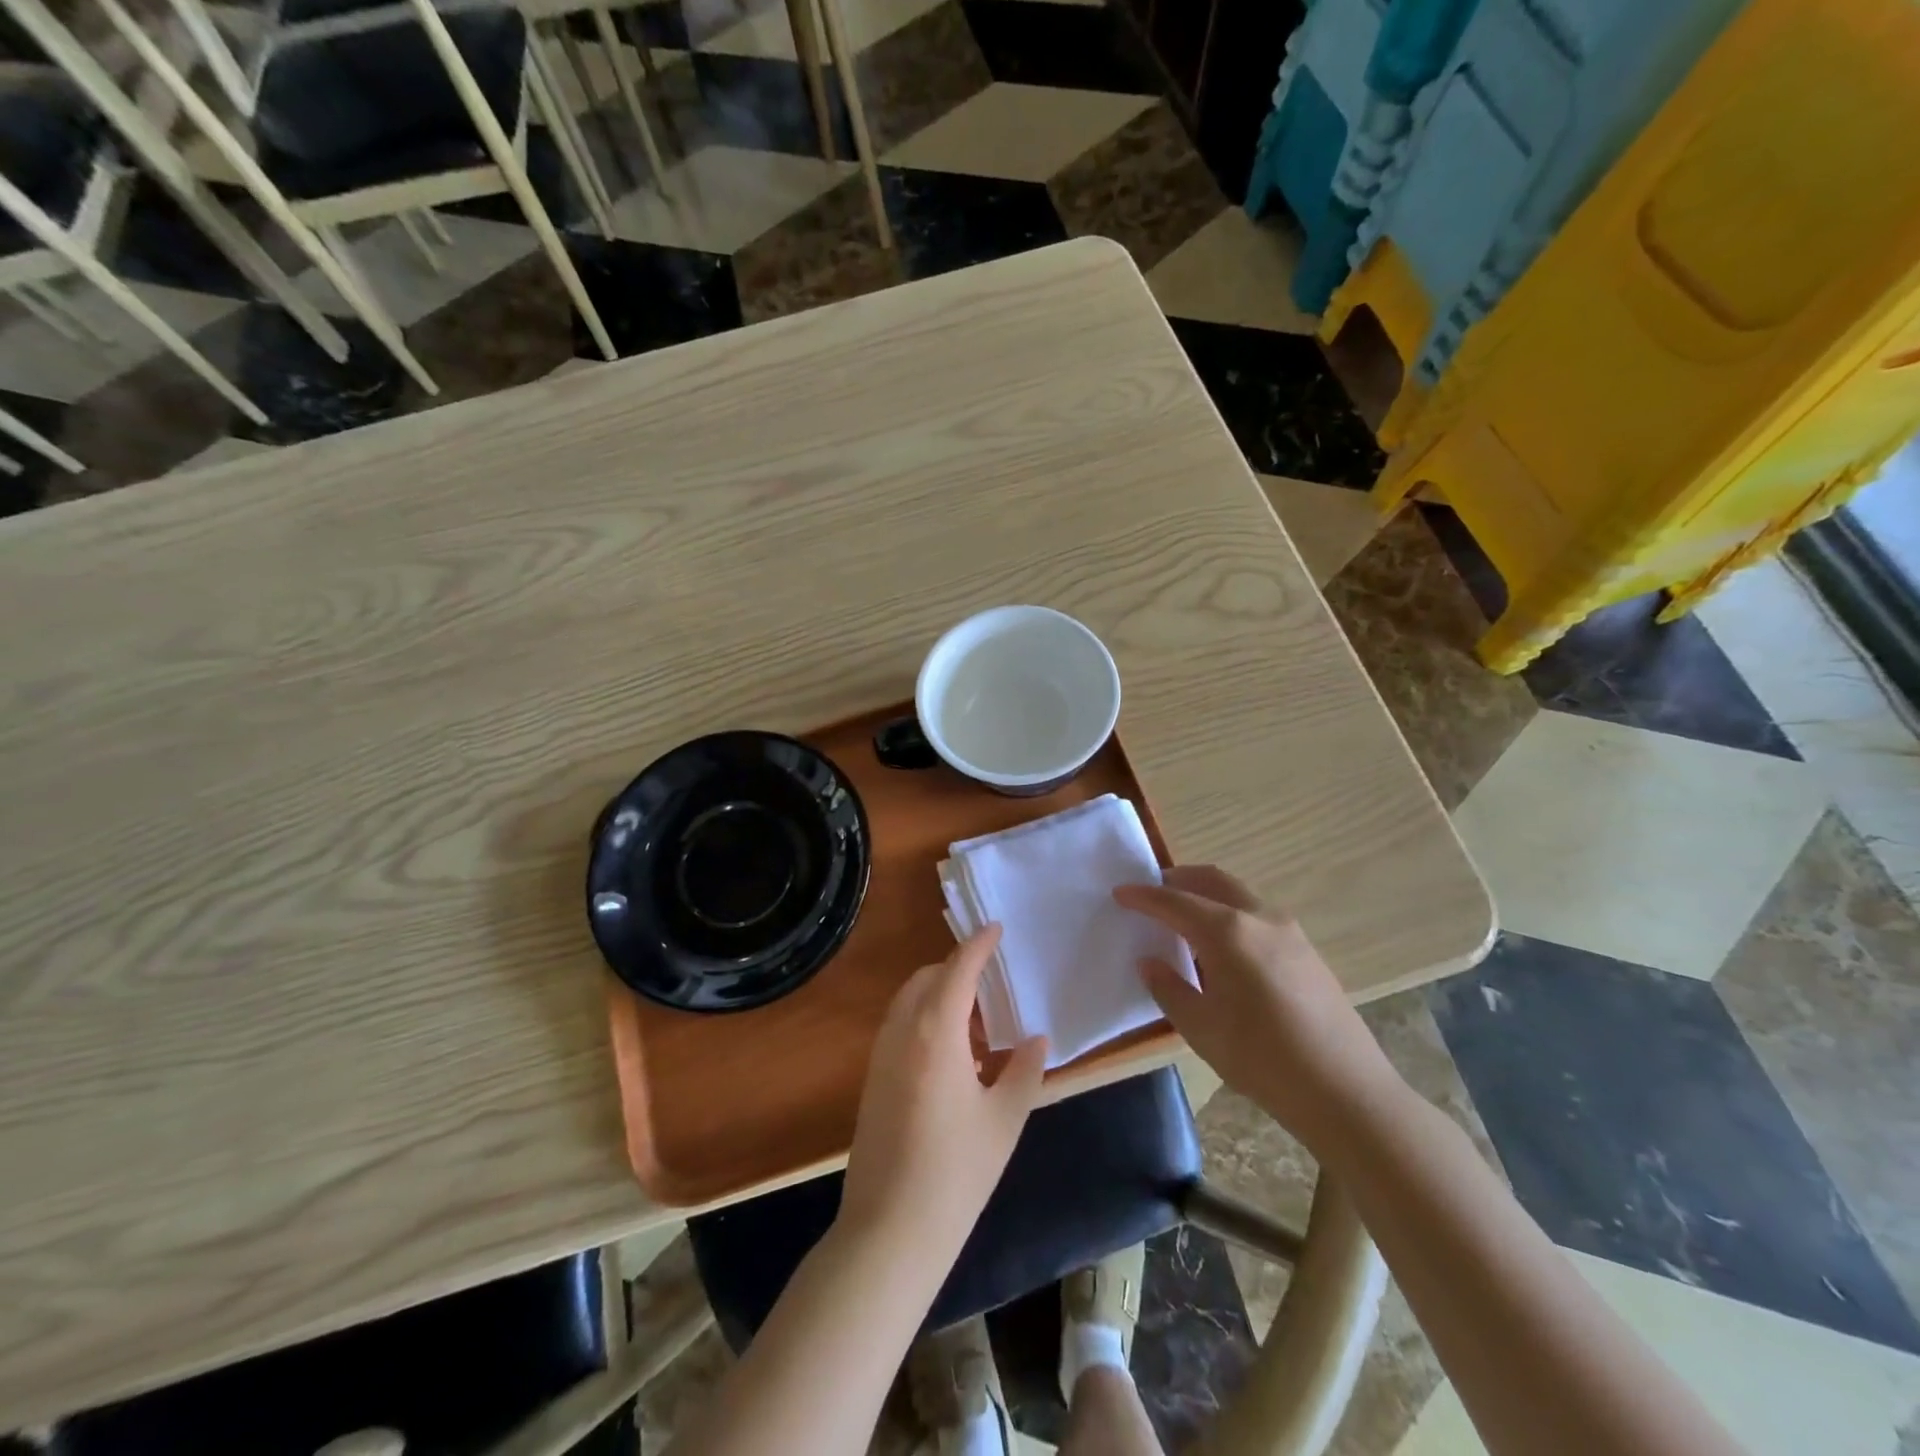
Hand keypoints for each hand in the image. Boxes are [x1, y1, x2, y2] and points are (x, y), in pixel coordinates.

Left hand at [839, 926, 1047, 1267]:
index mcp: (935, 1032)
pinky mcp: (872, 1080)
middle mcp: (902, 1032)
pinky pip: (899, 1027)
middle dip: (955, 968)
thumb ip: (1024, 1071)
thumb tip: (1035, 1039)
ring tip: (976, 1019)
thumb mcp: (1004, 1120)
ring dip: (938, 994)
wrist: (889, 1230)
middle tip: (991, 981)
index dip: (978, 945)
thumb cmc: (956, 1172)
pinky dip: (924, 1019)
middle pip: (926, 979)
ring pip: (908, 1002)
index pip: (957, 970)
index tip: (995, 928)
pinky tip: (952, 1054)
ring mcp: (881, 1056)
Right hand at [1115, 865, 1400, 1150]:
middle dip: (1178, 880)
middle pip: (1213, 880)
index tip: (1119, 893)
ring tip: (1183, 917)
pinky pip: (1257, 916)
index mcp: (1227, 932)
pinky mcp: (1307, 951)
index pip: (1175, 902)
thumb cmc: (1262, 1060)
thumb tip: (1150, 961)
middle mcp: (1259, 918)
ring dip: (1207, 895)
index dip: (1143, 896)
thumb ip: (1169, 987)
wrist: (1346, 1092)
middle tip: (1151, 891)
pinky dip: (1230, 913)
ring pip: (1239, 895)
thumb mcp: (1200, 1028)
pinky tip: (1221, 946)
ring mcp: (1290, 932)